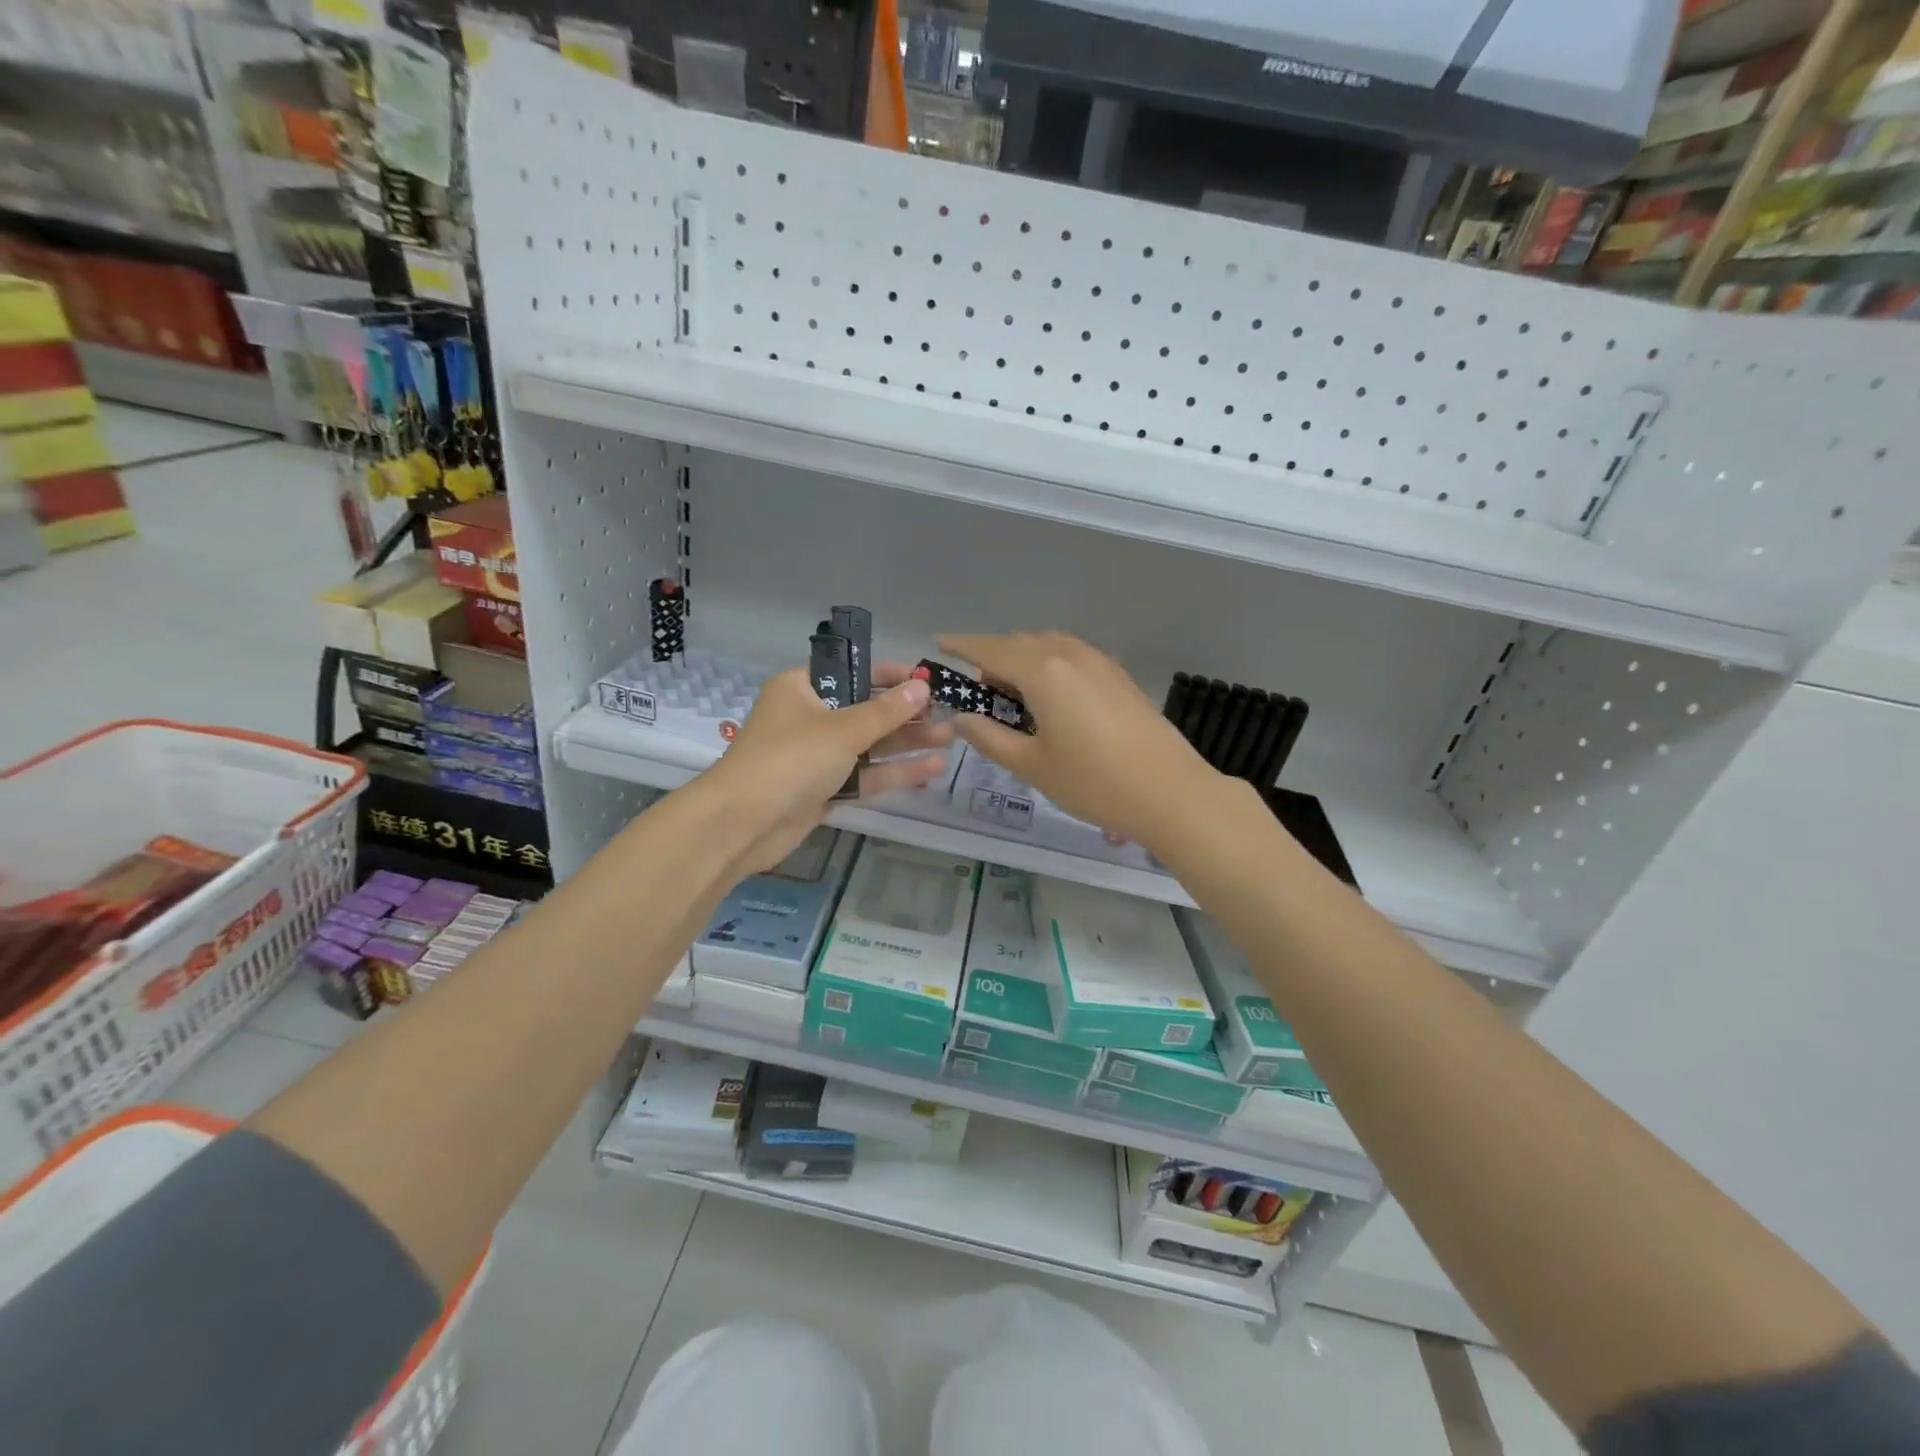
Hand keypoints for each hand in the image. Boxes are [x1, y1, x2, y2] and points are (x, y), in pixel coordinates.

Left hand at [708, 662, 951, 873]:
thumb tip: (921, 688)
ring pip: (869, 746)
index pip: (852, 672)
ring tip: (949, 740)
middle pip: (865, 710)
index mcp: (802, 689)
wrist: (743, 824)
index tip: (926, 681)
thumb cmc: (790, 759)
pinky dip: (893, 772)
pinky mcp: (824, 790)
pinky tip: (931, 770)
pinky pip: (864, 775)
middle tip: (948, 714)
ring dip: (906, 744)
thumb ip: (885, 711)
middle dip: (906, 715)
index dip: (890, 675)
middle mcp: (809, 718)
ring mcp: (816, 756)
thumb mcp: (842, 730)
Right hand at [937, 631, 1216, 851]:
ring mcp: (1100, 662)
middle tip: (979, 692)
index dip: (962, 645)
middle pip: (1021, 644)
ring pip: (1049, 646)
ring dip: (1024, 660)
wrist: (1170, 792)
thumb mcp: (1031, 766)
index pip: (991, 650)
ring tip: (1013, 696)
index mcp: (1043, 672)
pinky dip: (1050, 665)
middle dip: (993, 658)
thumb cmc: (1093, 782)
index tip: (939, 642)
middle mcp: (1070, 655)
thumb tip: (961, 718)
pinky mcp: (1119, 676)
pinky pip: (1072, 656)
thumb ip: (990, 738)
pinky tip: (1051, 699)